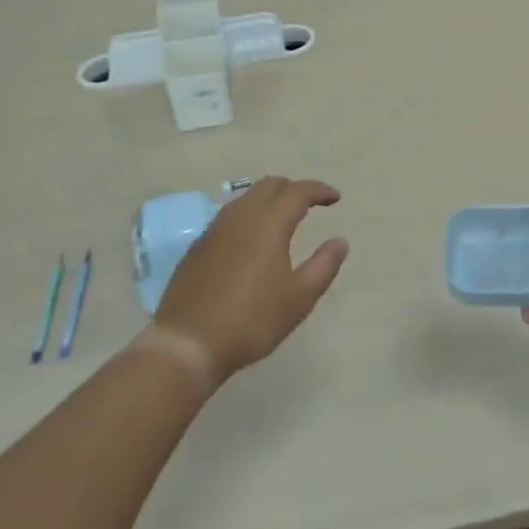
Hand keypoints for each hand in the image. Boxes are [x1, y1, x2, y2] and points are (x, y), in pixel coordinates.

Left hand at [152, 176, 347, 384]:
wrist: (188, 343)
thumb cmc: (251, 321)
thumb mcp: (299, 299)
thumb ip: (323, 266)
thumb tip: (340, 241)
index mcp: (269, 223)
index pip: (298, 191)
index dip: (319, 190)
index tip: (335, 198)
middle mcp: (241, 216)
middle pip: (270, 185)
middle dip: (293, 188)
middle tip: (310, 204)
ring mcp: (215, 228)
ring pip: (246, 197)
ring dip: (268, 199)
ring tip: (282, 218)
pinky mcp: (199, 245)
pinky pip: (229, 215)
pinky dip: (248, 215)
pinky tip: (251, 239)